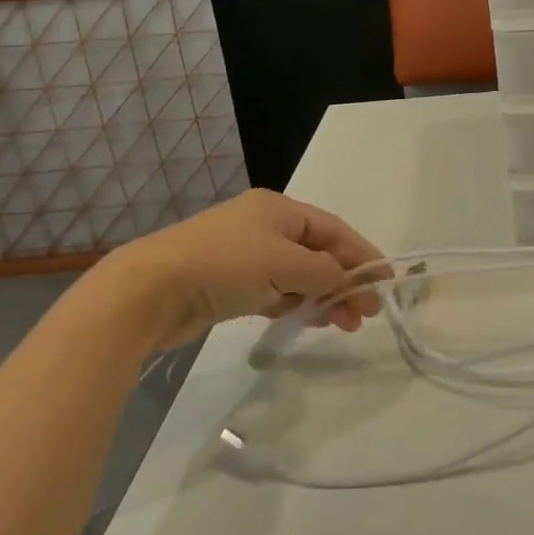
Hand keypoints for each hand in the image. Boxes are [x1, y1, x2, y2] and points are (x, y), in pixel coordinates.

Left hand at [105, 189, 385, 349]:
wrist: (148, 291)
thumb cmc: (224, 264)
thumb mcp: (283, 263)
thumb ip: (323, 272)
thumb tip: (347, 280)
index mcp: (280, 209)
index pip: (334, 230)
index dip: (362, 254)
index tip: (386, 281)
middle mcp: (265, 227)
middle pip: (319, 253)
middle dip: (345, 281)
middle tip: (366, 313)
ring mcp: (246, 256)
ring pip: (299, 276)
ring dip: (324, 297)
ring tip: (343, 325)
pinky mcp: (230, 285)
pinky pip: (276, 292)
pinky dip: (296, 305)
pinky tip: (310, 321)